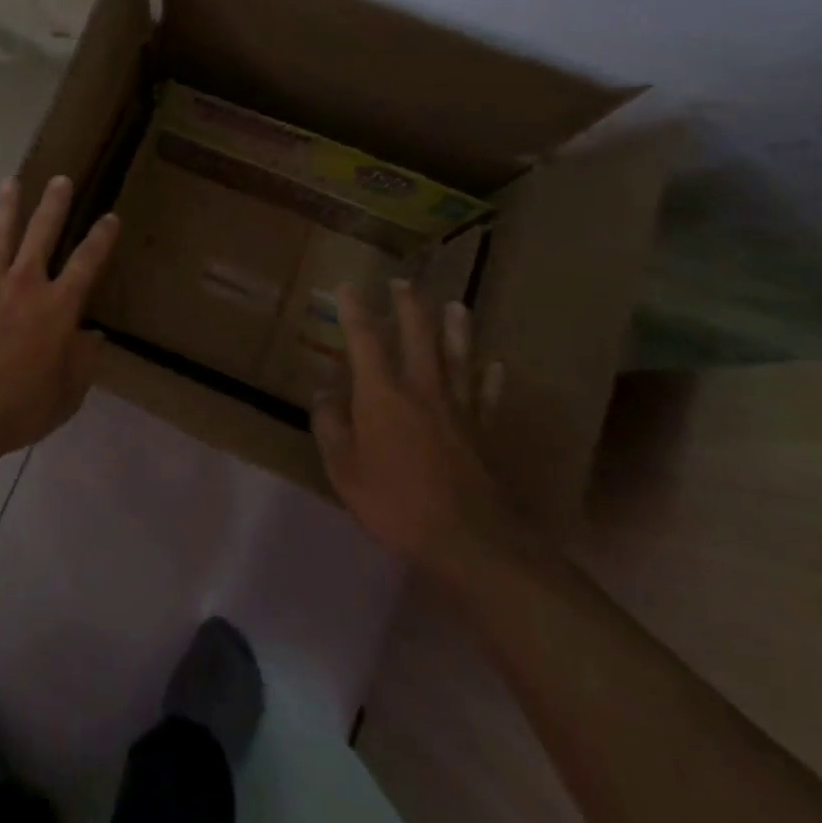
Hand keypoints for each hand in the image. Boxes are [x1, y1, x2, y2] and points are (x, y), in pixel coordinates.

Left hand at [0, 176, 119, 468]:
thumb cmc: (22, 406)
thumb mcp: (69, 391)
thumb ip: (84, 360)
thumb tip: (94, 337)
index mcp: (58, 307)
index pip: (87, 263)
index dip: (101, 239)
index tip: (110, 216)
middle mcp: (24, 286)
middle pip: (41, 235)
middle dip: (53, 205)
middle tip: (60, 179)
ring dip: (4, 209)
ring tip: (9, 182)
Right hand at [313, 279, 518, 578]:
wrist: (469, 540)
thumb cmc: (395, 502)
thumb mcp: (343, 468)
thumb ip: (331, 425)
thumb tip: (325, 391)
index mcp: (382, 393)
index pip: (365, 339)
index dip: (354, 311)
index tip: (347, 287)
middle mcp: (422, 388)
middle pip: (418, 335)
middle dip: (408, 305)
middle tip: (402, 283)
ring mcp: (458, 408)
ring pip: (458, 357)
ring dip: (456, 328)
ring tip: (456, 305)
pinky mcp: (484, 432)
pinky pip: (488, 397)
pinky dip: (491, 379)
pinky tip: (496, 366)